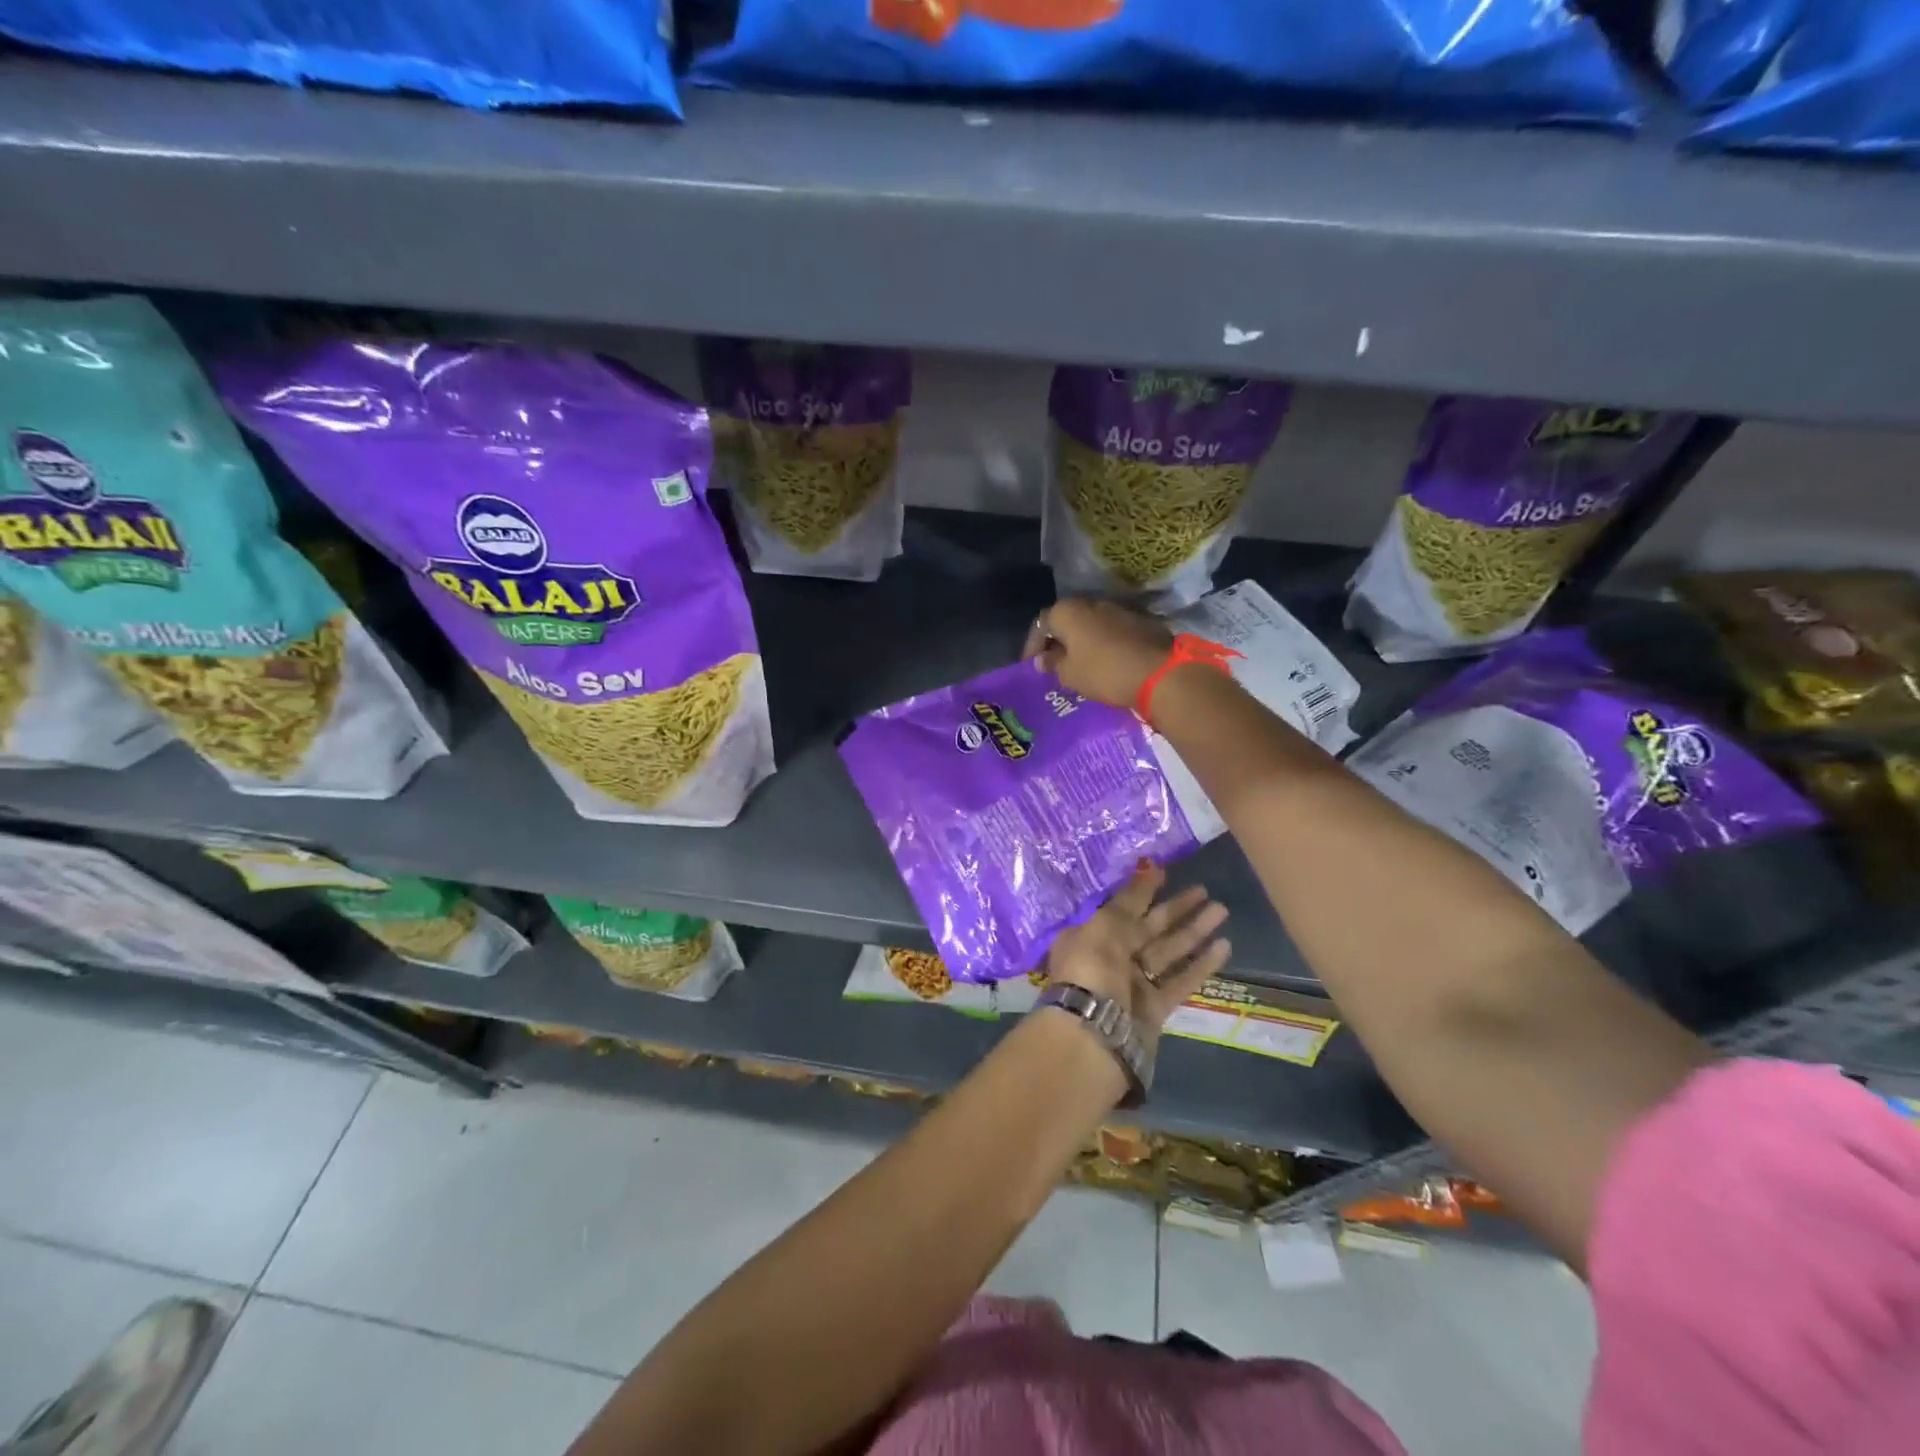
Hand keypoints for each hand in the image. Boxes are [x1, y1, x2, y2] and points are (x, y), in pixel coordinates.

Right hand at [1024, 598, 1172, 708]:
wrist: (1159, 672)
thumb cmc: (1104, 672)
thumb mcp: (1070, 674)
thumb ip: (1053, 663)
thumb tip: (1043, 659)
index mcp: (1068, 611)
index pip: (1041, 624)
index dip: (1033, 645)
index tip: (1032, 666)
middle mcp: (1092, 603)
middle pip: (1067, 620)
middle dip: (1059, 641)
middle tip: (1055, 664)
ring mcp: (1119, 609)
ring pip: (1091, 624)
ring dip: (1083, 641)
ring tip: (1080, 664)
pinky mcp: (1140, 621)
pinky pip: (1112, 631)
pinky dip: (1104, 643)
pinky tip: (1105, 662)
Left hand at [1045, 862, 1229, 1059]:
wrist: (1093, 1036)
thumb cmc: (1091, 971)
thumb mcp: (1103, 926)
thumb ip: (1129, 900)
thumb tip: (1148, 869)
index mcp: (1089, 935)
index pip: (1120, 906)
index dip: (1142, 889)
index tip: (1165, 871)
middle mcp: (1110, 957)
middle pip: (1148, 927)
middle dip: (1175, 908)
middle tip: (1204, 889)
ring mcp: (1133, 984)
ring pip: (1169, 951)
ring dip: (1194, 931)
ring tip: (1221, 910)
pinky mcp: (1155, 1009)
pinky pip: (1180, 980)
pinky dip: (1201, 964)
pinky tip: (1224, 946)